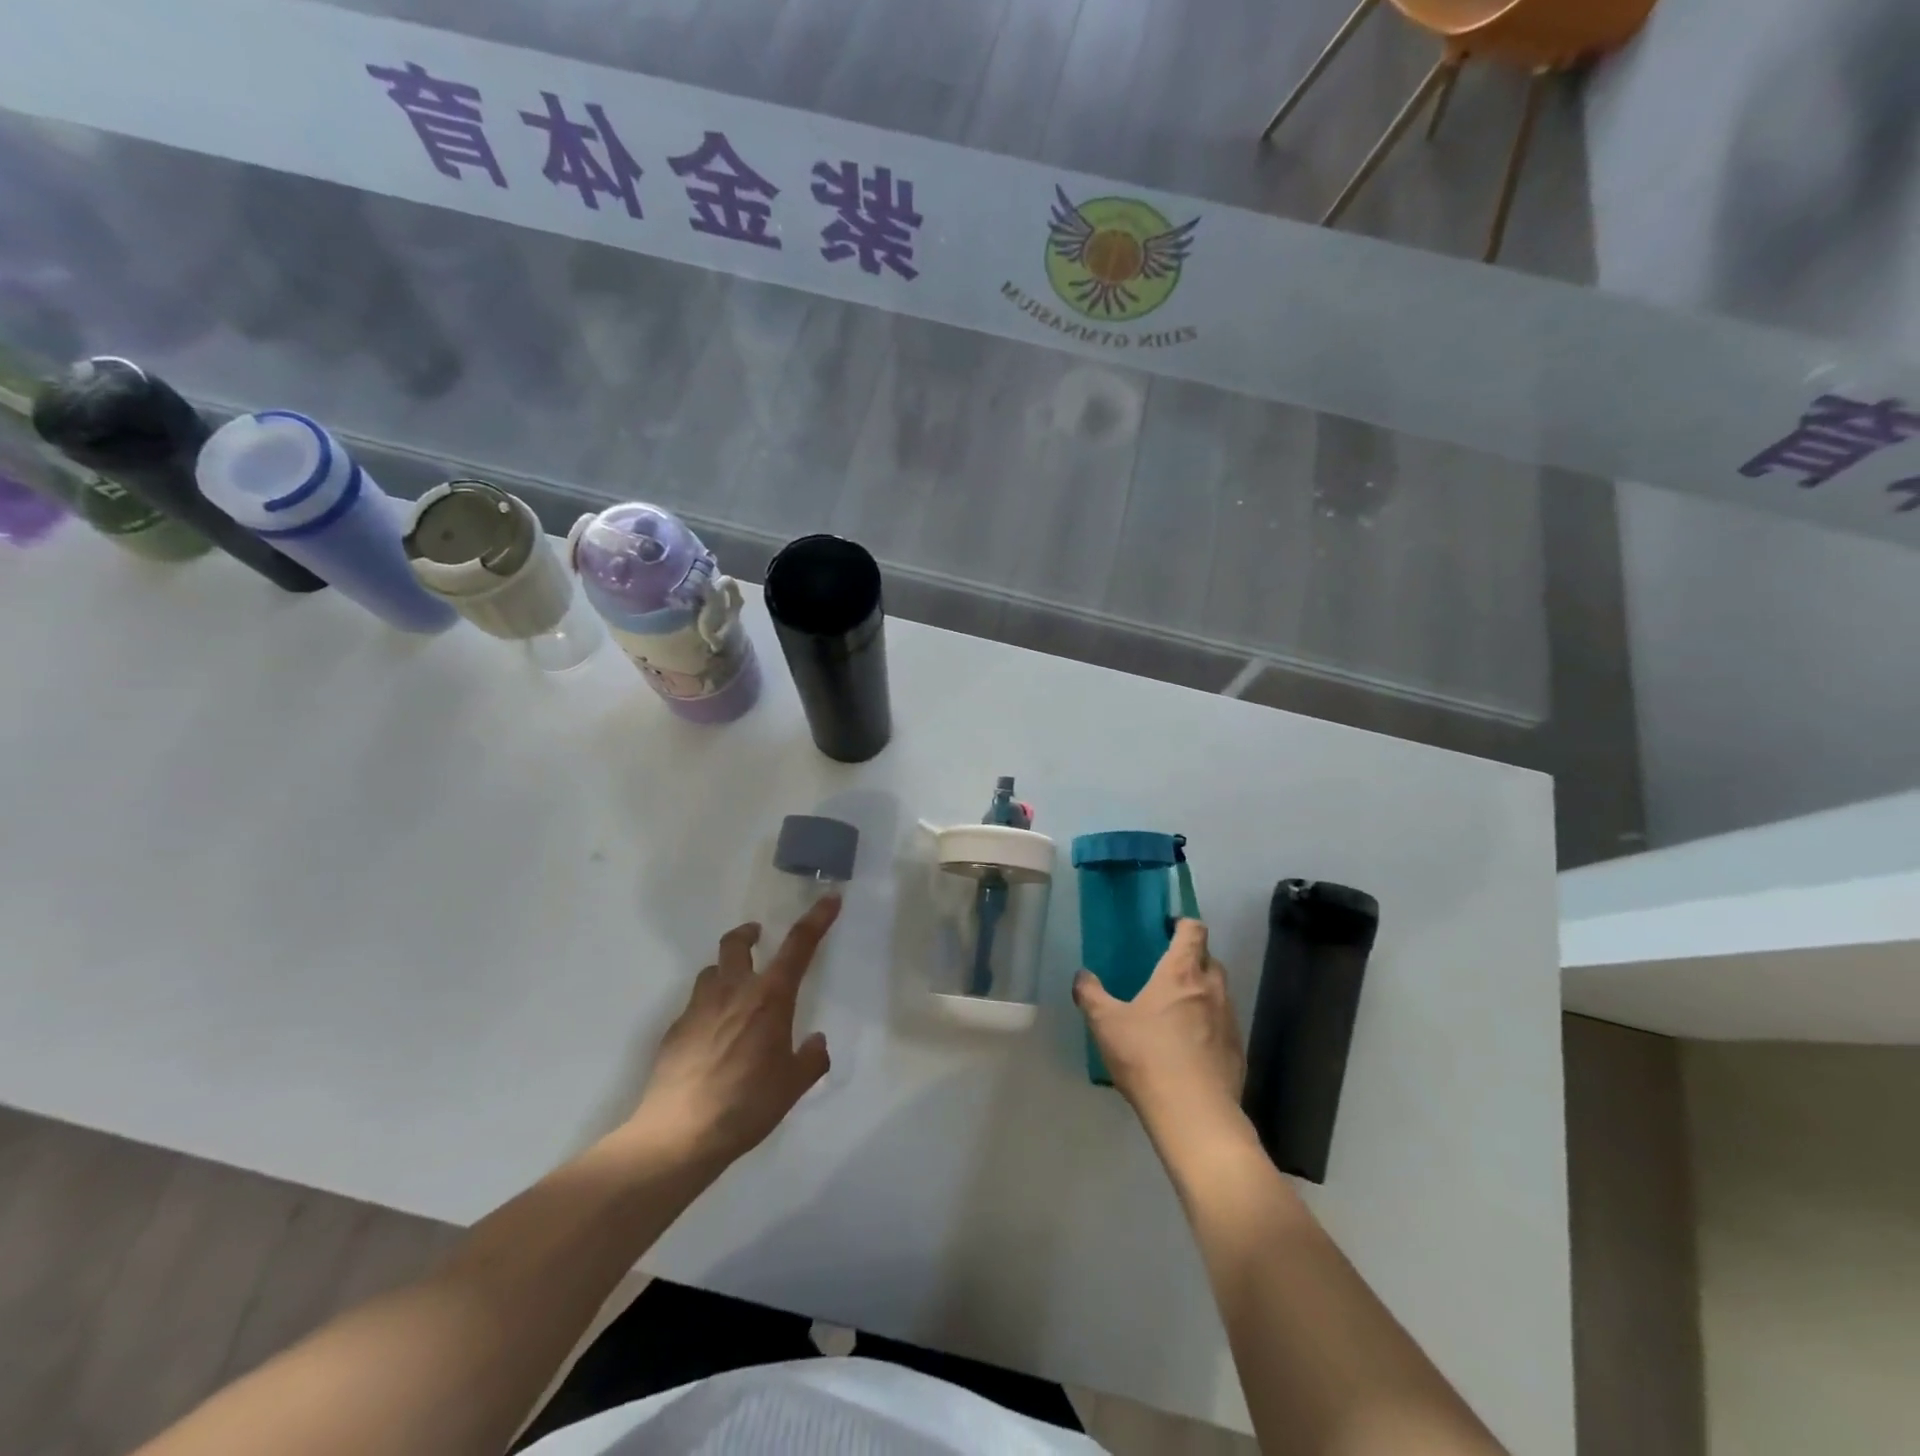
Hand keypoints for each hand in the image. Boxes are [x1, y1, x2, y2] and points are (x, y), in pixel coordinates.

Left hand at [631, 896, 840, 1166]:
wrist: (679, 1134)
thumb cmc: (747, 1105)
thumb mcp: (793, 1086)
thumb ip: (811, 1059)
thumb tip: (817, 1041)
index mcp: (770, 998)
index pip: (799, 946)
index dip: (817, 919)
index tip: (829, 899)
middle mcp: (733, 992)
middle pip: (737, 943)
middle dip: (748, 934)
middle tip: (757, 936)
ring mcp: (699, 1008)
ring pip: (711, 971)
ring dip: (725, 971)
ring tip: (734, 992)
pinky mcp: (675, 1030)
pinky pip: (695, 1006)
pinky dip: (707, 1009)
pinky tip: (712, 1039)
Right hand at [1074, 919, 1244, 1133]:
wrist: (1194, 1114)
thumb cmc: (1147, 1057)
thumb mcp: (1106, 1024)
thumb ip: (1091, 995)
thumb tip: (1082, 976)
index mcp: (1181, 973)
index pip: (1194, 930)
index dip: (1184, 924)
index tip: (1168, 929)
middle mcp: (1211, 989)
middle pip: (1210, 959)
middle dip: (1193, 958)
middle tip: (1168, 972)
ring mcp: (1230, 1019)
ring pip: (1219, 992)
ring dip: (1202, 993)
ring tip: (1177, 1011)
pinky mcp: (1238, 1050)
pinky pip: (1224, 1024)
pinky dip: (1210, 1025)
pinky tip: (1190, 1047)